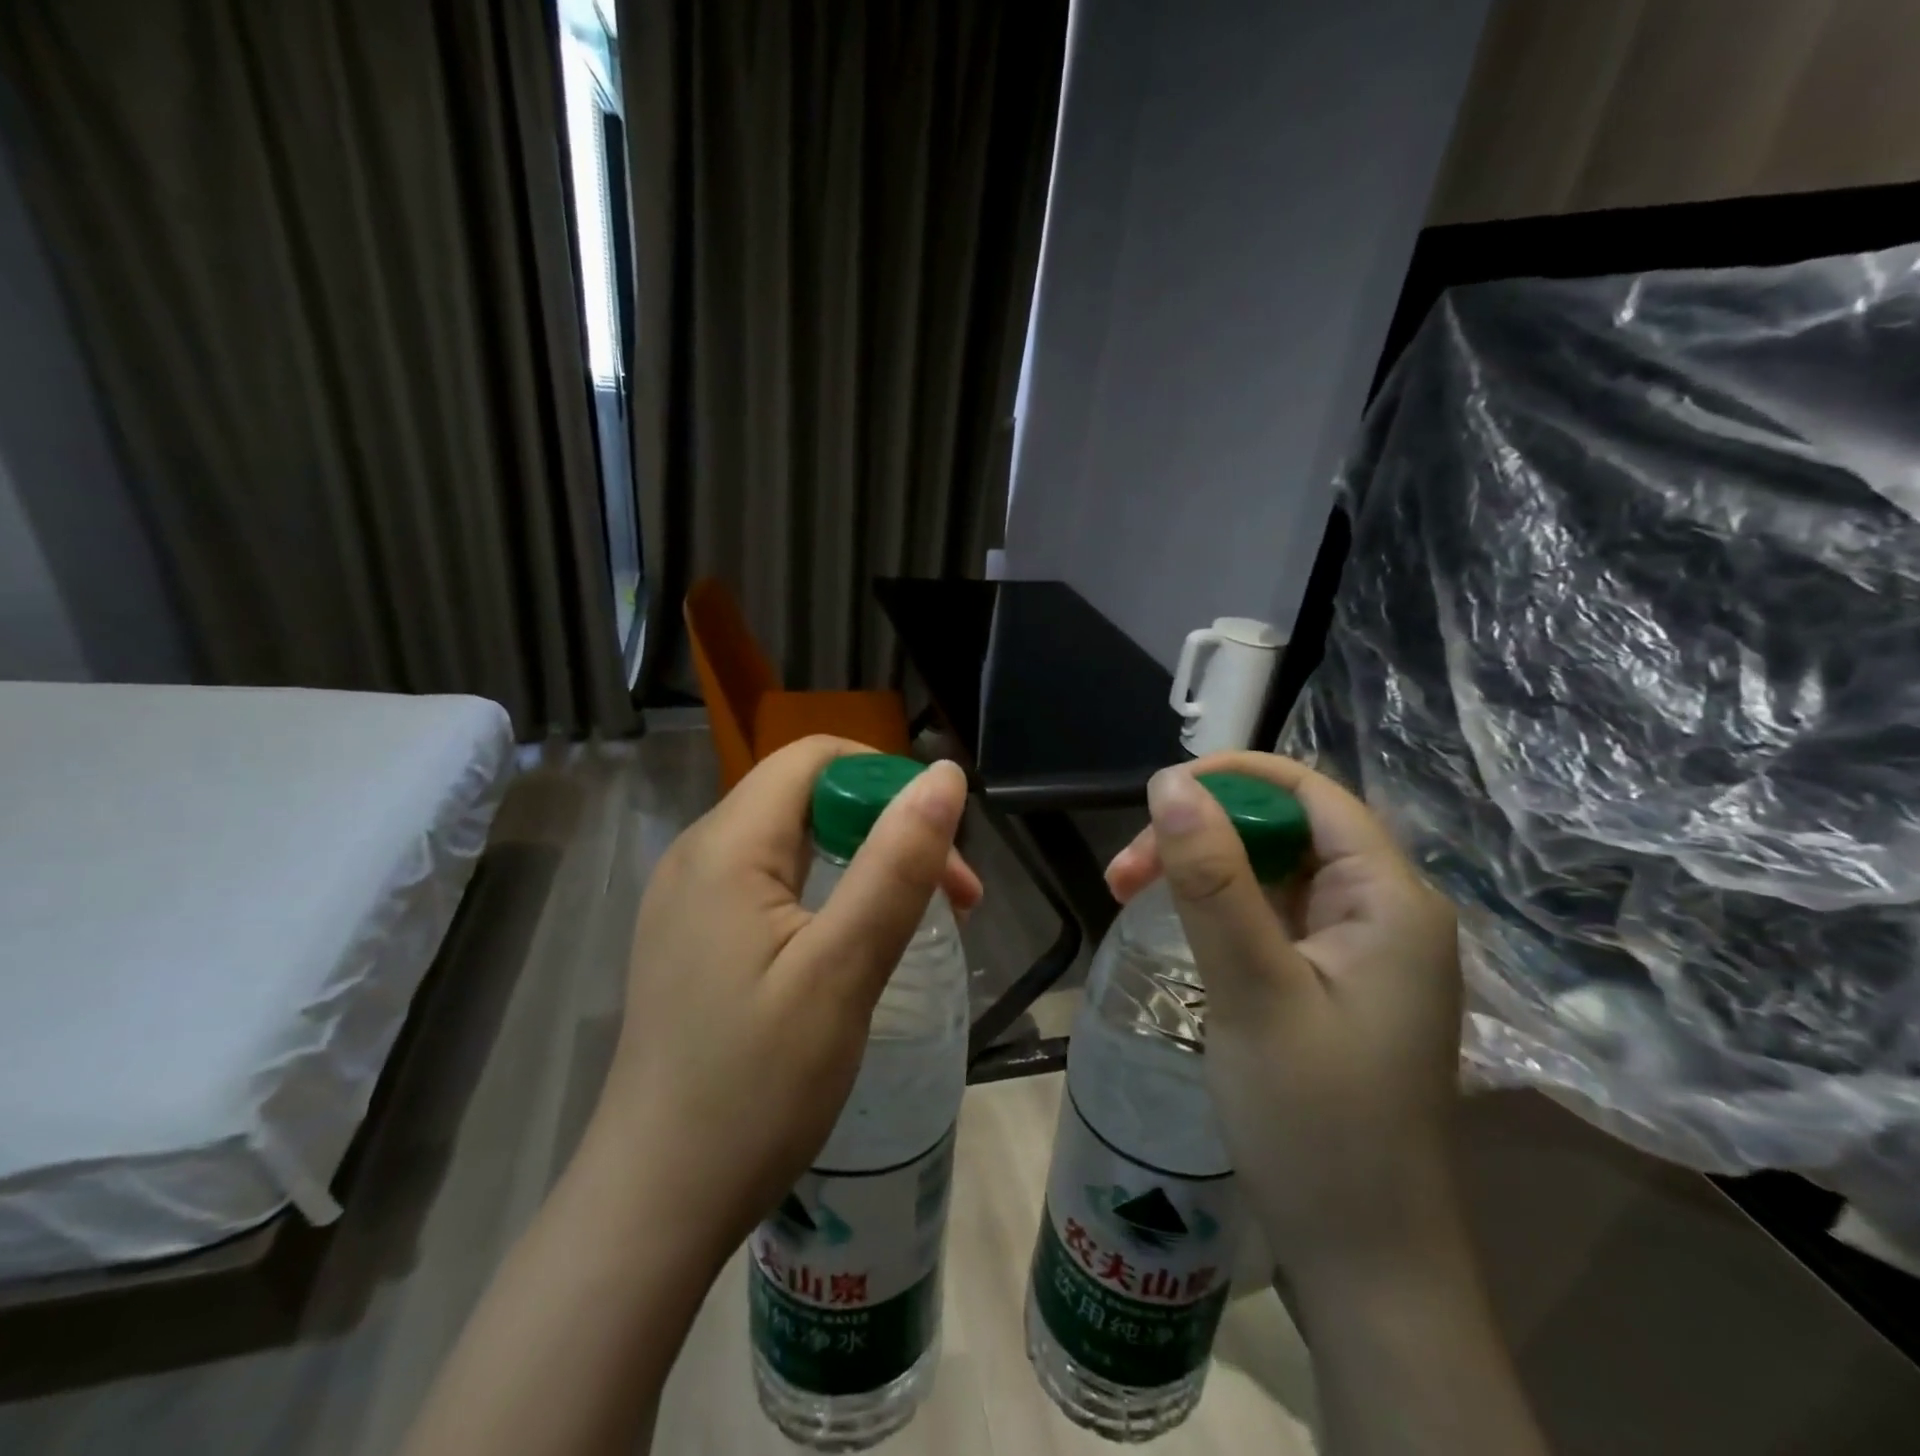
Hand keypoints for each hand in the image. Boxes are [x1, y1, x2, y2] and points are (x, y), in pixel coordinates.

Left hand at [588, 736, 975, 1269]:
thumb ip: (896, 864)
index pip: (815, 758)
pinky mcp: (694, 939)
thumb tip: (944, 776)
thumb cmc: (754, 1088)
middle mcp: (698, 855)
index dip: (887, 780)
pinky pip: (771, 884)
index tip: (941, 845)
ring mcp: (690, 900)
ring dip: (864, 864)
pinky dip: (828, 895)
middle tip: (952, 899)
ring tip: (917, 922)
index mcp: (726, 846)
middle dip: (887, 828)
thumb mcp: (842, 970)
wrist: (655, 1204)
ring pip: (794, 842)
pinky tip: (855, 945)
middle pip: (808, 797)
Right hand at [1105, 752, 1463, 1281]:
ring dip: (1201, 871)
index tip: (1155, 798)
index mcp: (1391, 900)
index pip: (1310, 793)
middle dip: (1201, 833)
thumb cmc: (1316, 1124)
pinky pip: (1272, 917)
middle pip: (1285, 831)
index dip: (1232, 778)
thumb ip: (1213, 881)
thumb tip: (1171, 783)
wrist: (1365, 1263)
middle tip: (1124, 873)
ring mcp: (1361, 952)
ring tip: (1128, 893)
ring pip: (1272, 873)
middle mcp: (1386, 913)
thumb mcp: (1252, 990)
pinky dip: (1219, 910)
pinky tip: (1176, 927)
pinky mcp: (1334, 984)